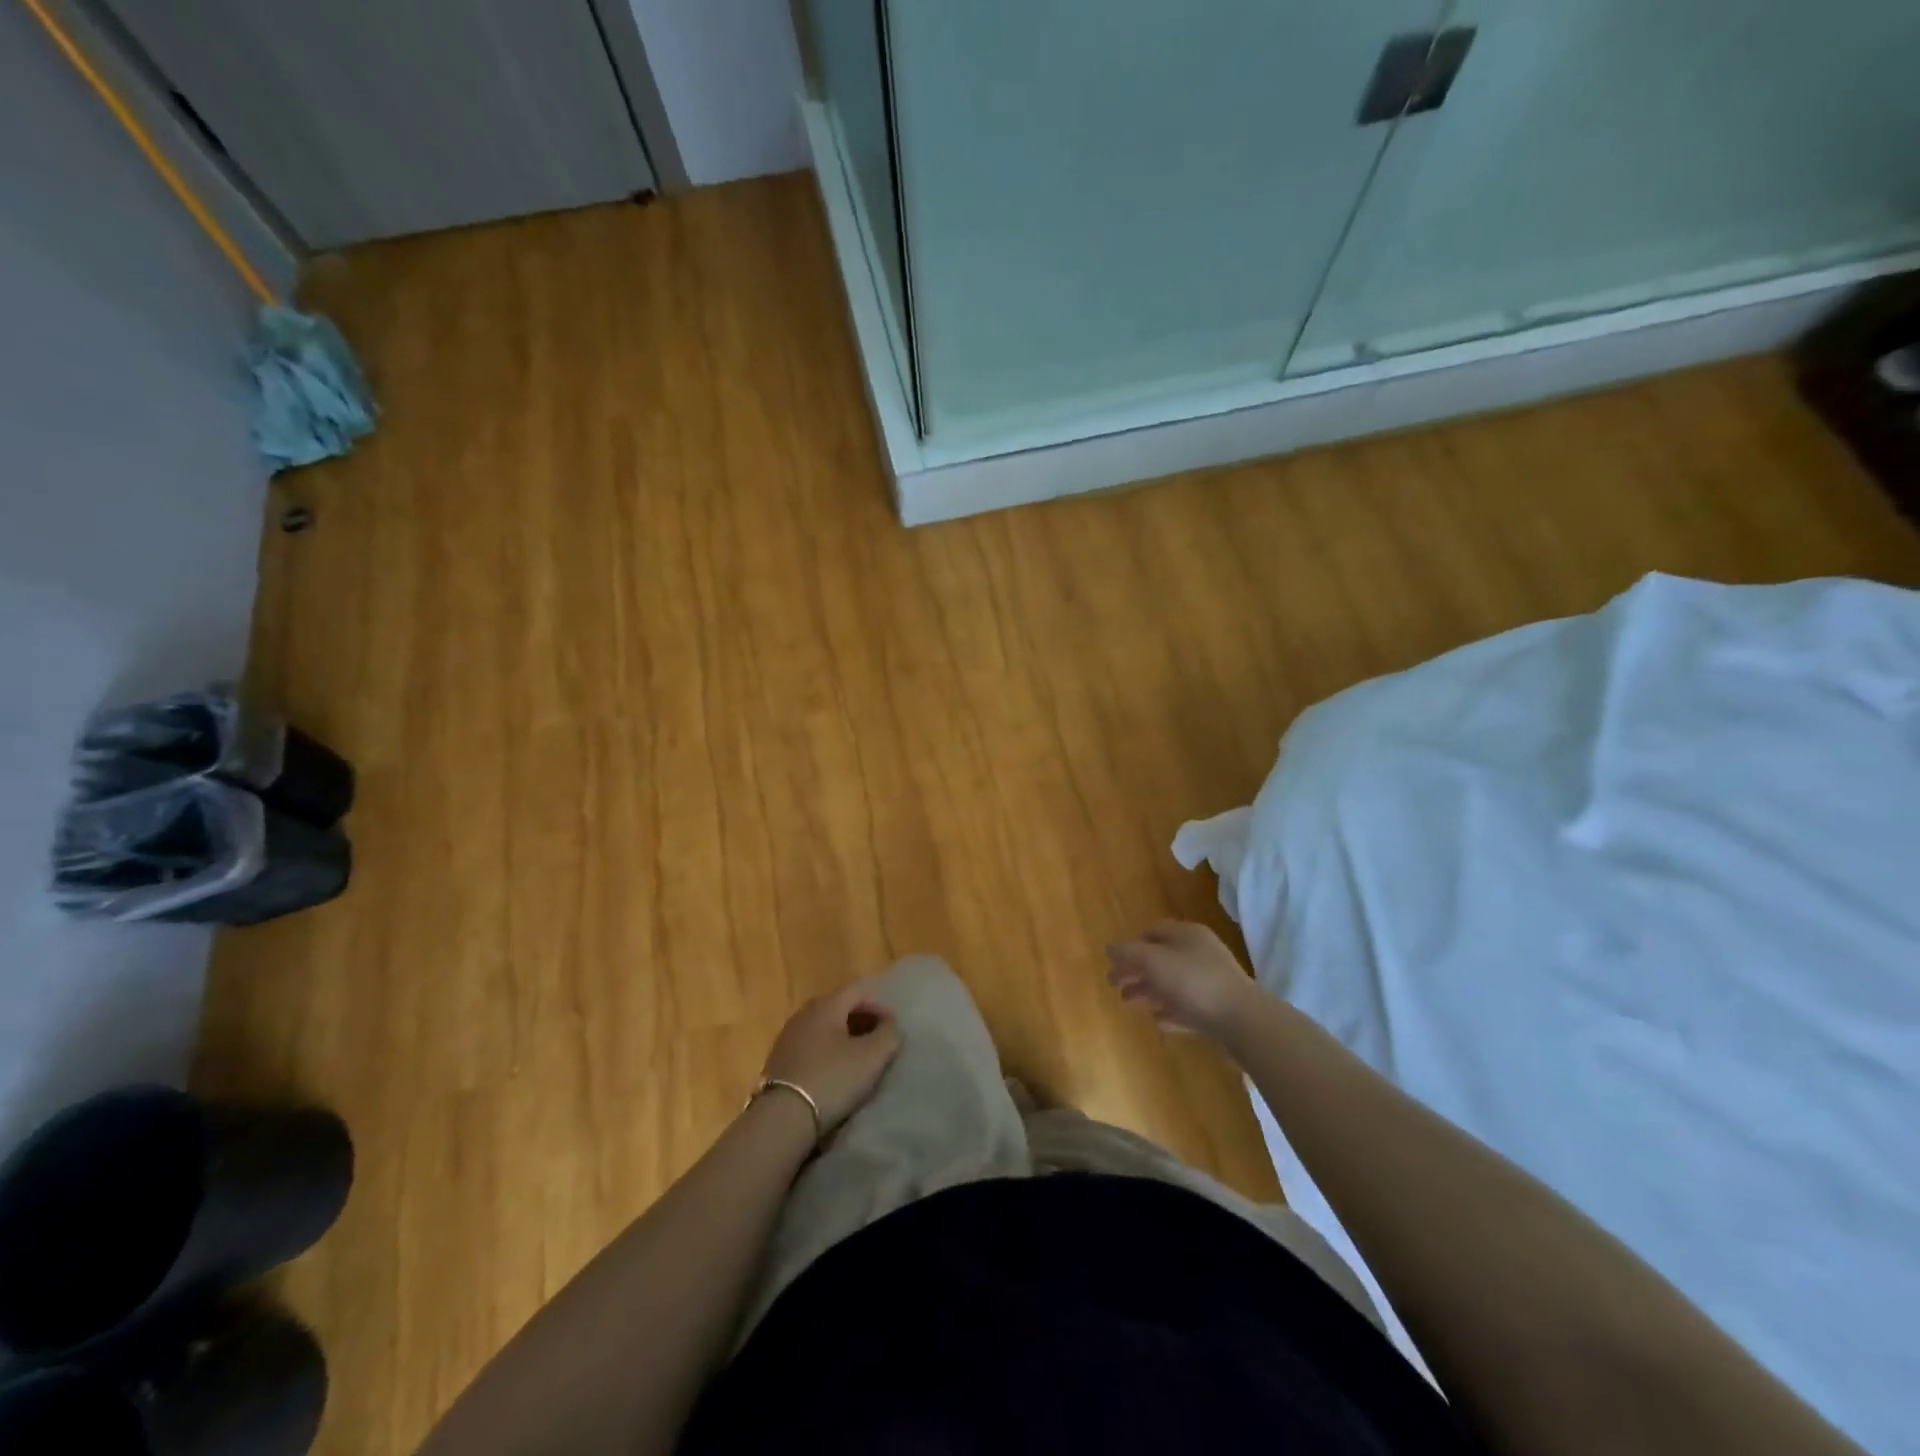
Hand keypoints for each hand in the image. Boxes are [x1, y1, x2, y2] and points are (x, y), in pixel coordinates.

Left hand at [761, 982, 900, 1135]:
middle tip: (877, 1042)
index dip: (879, 1005)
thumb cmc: (832, 1078)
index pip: (858, 991)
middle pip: (838, 1007)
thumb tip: (889, 1024)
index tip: (893, 1029)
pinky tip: (833, 1074)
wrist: (783, 1118)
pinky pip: (809, 1047)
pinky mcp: (778, 1061)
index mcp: (826, 1005)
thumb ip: (888, 1034)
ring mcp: (787, 1037)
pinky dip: (826, 1053)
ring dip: (843, 1038)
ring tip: (857, 1060)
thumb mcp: (872, 1056)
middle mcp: (804, 1014)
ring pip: (822, 1028)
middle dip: (861, 1020)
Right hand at [1106, 921, 1262, 1039]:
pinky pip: (1187, 1005)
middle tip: (1114, 986)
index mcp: (1186, 934)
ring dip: (1148, 991)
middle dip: (1135, 971)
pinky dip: (1170, 1010)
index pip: (1152, 931)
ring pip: (1172, 982)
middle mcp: (1199, 952)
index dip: (1131, 945)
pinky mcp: (1218, 1007)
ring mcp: (1211, 980)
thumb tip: (1109, 948)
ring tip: (1128, 1004)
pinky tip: (1158, 1021)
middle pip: (1160, 958)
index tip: (1114, 962)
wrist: (1242, 1020)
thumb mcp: (1153, 962)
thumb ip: (1128, 953)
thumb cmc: (1193, 982)